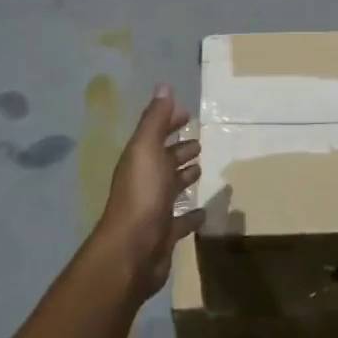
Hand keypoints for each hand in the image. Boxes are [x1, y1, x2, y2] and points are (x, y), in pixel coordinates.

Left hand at [93, 85, 203, 298]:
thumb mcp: (147, 149)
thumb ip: (155, 119)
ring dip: (184, 177)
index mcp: (139, 160)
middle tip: (198, 142)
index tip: (188, 113)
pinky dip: (191, 214)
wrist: (132, 251)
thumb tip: (163, 86)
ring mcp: (154, 209)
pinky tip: (204, 211)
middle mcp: (144, 182)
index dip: (169, 122)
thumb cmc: (142, 194)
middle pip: (163, 160)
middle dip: (178, 149)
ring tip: (201, 169)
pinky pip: (181, 220)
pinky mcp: (165, 233)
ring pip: (171, 187)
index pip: (155, 134)